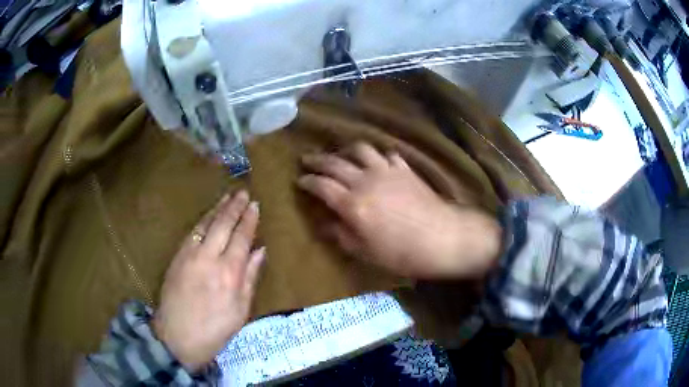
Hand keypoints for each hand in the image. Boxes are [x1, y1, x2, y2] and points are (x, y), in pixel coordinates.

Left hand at [153, 190, 264, 371]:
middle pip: (223, 225)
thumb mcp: (240, 310)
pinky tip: (207, 216)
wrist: (177, 337)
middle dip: (234, 207)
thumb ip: (250, 278)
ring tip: (227, 197)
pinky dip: (202, 221)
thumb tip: (260, 250)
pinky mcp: (177, 257)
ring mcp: (190, 255)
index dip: (249, 220)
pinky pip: (191, 233)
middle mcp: (209, 258)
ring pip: (206, 224)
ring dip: (218, 208)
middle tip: (243, 192)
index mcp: (230, 273)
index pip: (242, 237)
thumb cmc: (215, 330)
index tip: (255, 205)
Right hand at [298, 142, 500, 279]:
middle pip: (335, 163)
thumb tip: (324, 225)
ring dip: (345, 150)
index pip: (322, 186)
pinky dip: (377, 155)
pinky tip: (376, 161)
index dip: (308, 181)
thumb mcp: (366, 252)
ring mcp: (386, 171)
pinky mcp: (405, 169)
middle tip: (306, 160)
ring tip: (339, 154)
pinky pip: (386, 154)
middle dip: (317, 160)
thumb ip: (342, 235)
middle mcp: (365, 180)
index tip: (299, 180)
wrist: (442, 238)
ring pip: (360, 150)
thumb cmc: (402, 253)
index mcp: (352, 203)